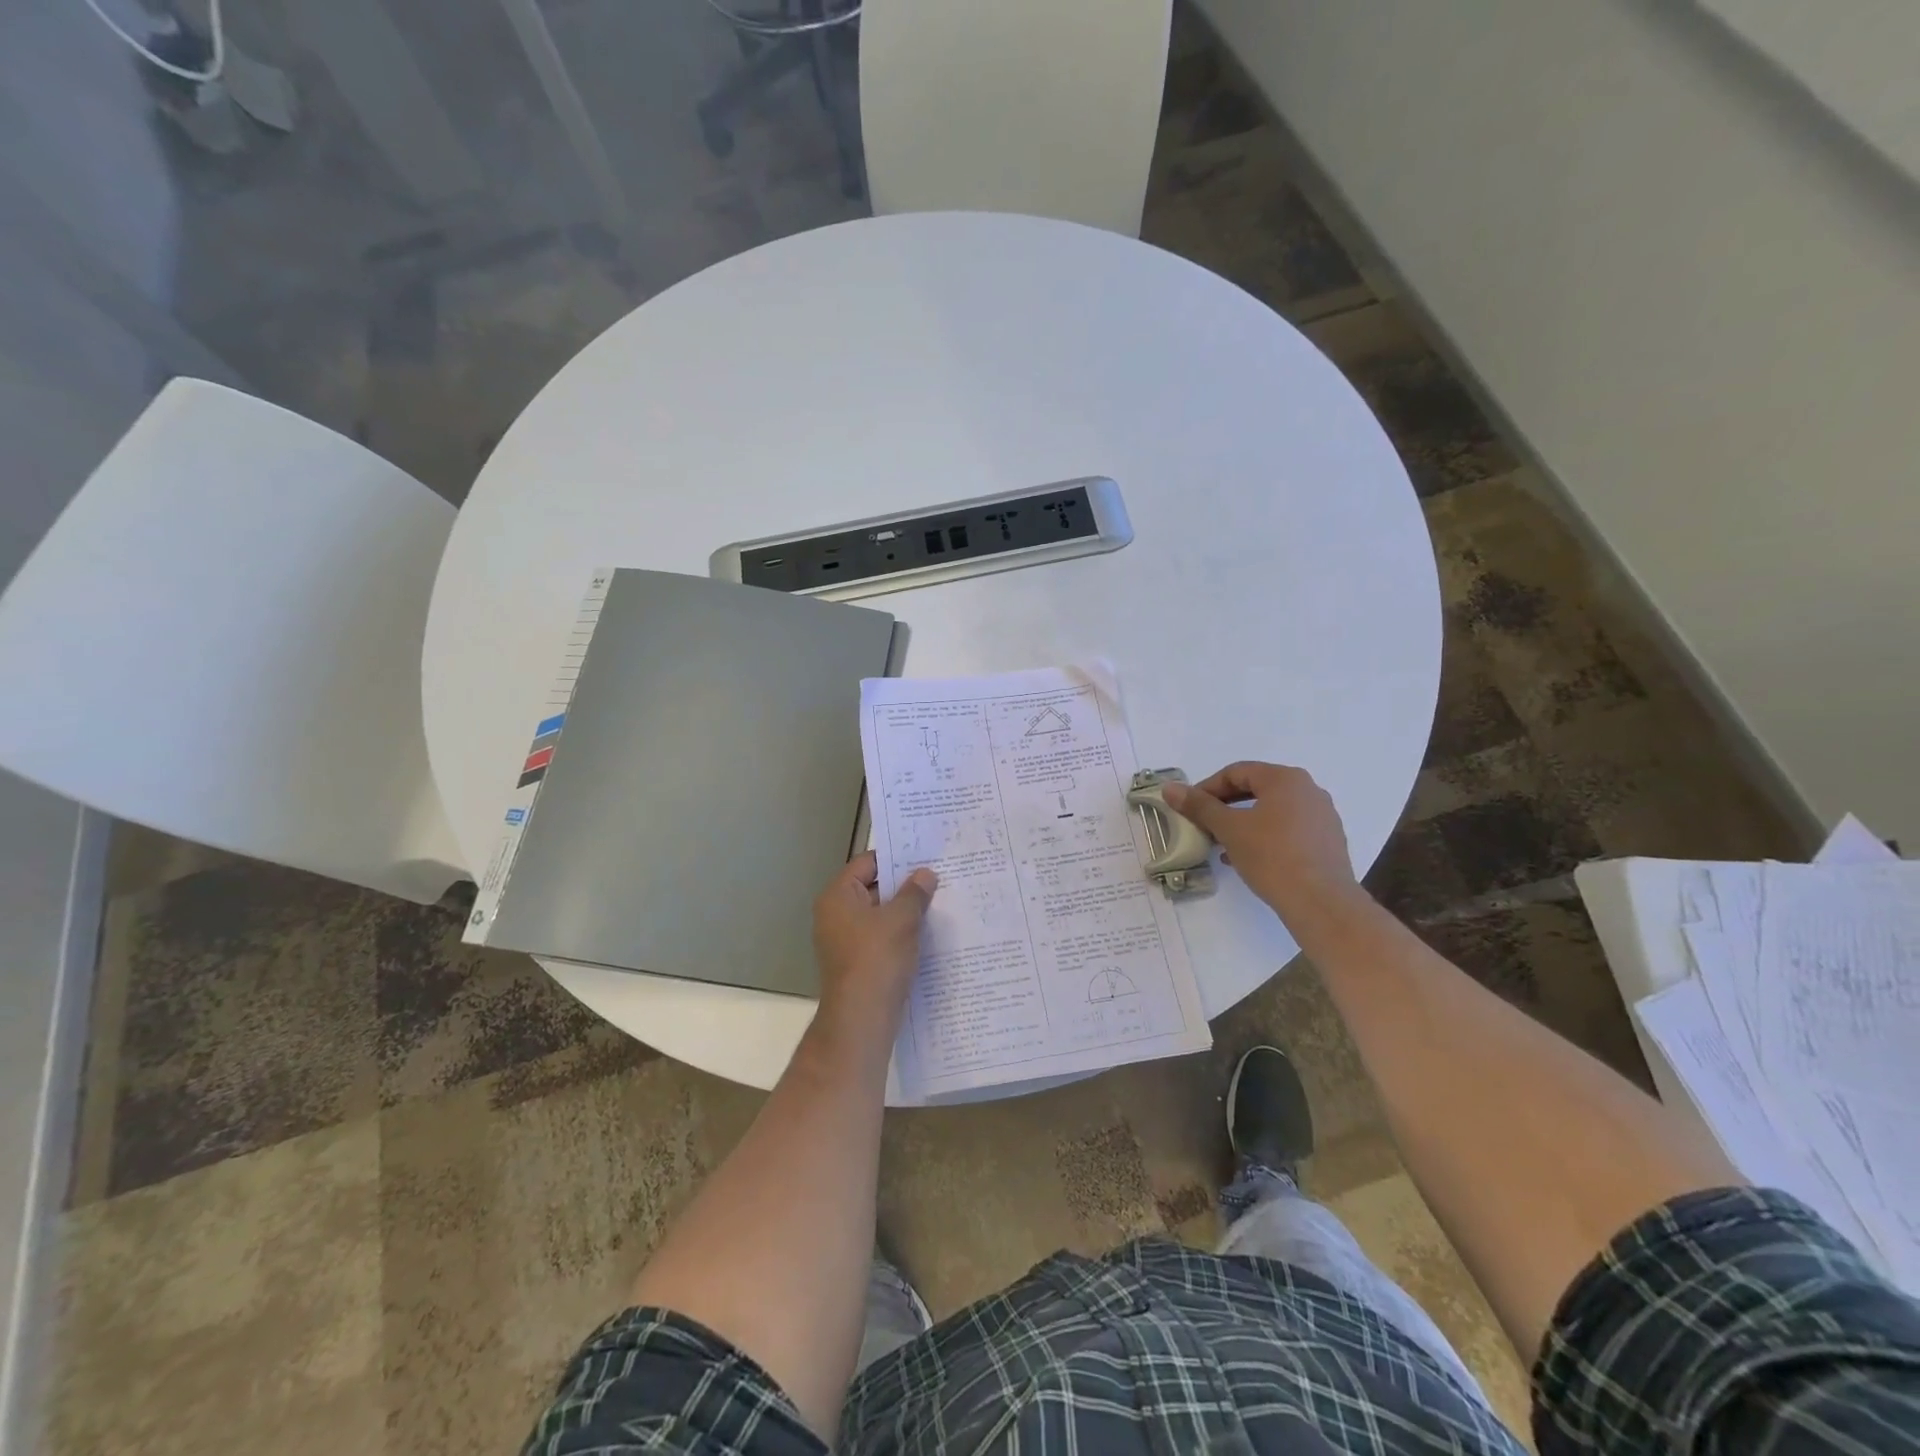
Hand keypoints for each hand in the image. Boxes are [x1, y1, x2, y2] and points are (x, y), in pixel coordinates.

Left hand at [811, 852, 937, 1038]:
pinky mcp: (857, 963)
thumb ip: (915, 892)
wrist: (862, 1018)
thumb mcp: (902, 919)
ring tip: (938, 904)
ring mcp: (844, 941)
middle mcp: (835, 915)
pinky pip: (881, 939)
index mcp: (838, 896)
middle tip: (937, 879)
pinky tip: (927, 935)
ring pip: (879, 916)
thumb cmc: (877, 958)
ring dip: (905, 912)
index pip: (867, 863)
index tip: (925, 857)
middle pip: (873, 888)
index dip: (896, 858)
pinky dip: (901, 935)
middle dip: (904, 886)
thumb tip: (925, 874)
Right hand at [1162, 762, 1367, 930]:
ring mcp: (1322, 816)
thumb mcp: (1229, 829)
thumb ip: (1199, 806)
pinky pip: (1288, 830)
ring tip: (1222, 845)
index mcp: (1285, 779)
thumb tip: (1170, 788)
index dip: (1208, 788)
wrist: (1321, 903)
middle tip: (1203, 825)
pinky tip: (1247, 858)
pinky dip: (1264, 837)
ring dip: (1243, 823)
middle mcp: (1309, 790)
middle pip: (1256, 789)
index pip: (1237, 772)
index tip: (1189, 808)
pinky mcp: (1328, 842)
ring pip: (1272, 811)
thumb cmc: (1272, 856)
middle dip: (1225, 806)